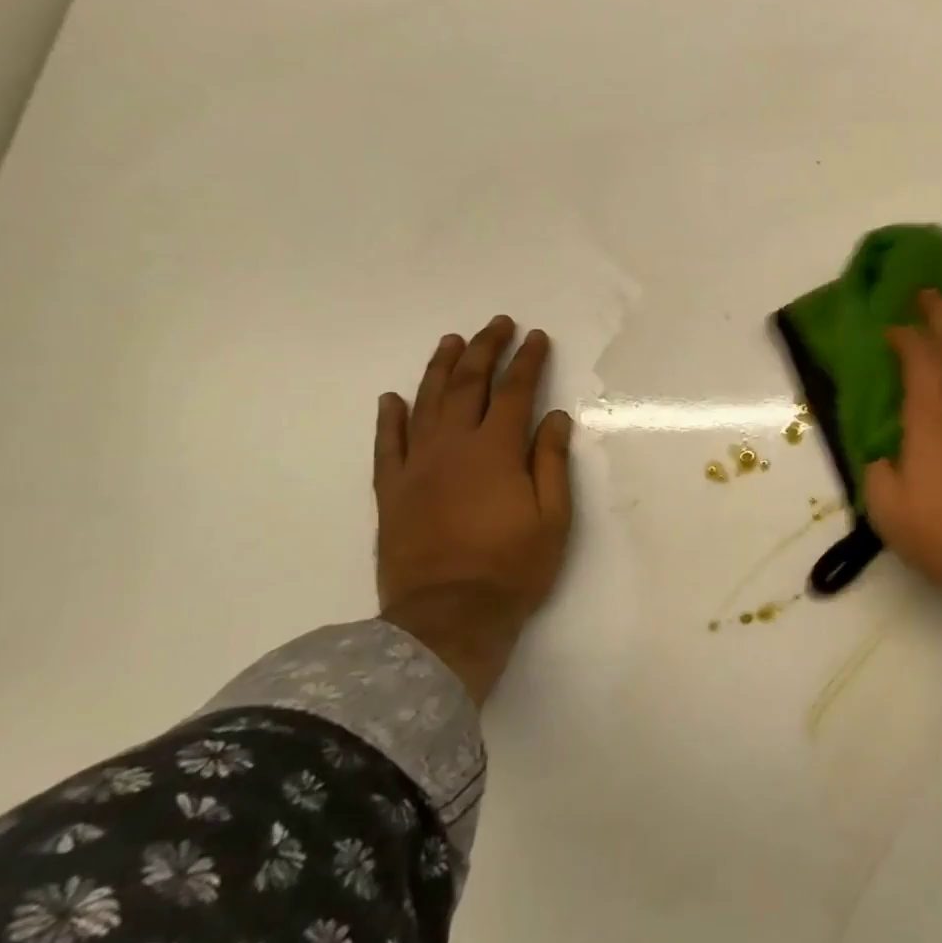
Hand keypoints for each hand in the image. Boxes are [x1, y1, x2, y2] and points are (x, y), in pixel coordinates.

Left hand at [373, 315, 574, 703]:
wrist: (447, 617)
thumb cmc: (513, 567)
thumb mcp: (553, 516)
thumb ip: (551, 461)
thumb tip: (554, 417)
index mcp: (496, 450)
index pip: (516, 391)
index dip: (528, 361)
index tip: (537, 338)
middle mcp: (453, 446)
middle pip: (468, 385)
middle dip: (484, 350)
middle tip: (496, 325)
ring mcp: (416, 467)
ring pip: (425, 404)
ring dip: (439, 369)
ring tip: (451, 342)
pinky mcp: (391, 492)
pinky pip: (387, 445)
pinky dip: (390, 418)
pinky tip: (393, 399)